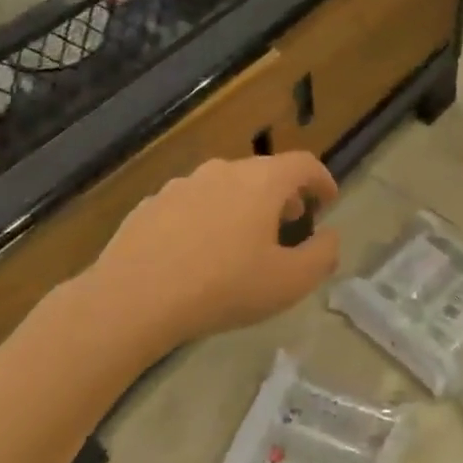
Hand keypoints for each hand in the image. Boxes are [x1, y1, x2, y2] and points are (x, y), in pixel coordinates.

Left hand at [75, 153, 341, 360]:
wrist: (133, 298)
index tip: (328, 200)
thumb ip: (322, 256)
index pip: (304, 164)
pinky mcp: (151, 204)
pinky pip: (192, 203)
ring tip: (244, 238)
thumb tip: (330, 237)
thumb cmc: (223, 287)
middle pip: (264, 171)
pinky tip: (199, 251)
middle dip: (284, 194)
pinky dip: (208, 217)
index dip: (322, 180)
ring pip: (226, 185)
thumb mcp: (290, 282)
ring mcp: (182, 184)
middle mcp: (224, 171)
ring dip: (244, 204)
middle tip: (291, 222)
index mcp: (262, 181)